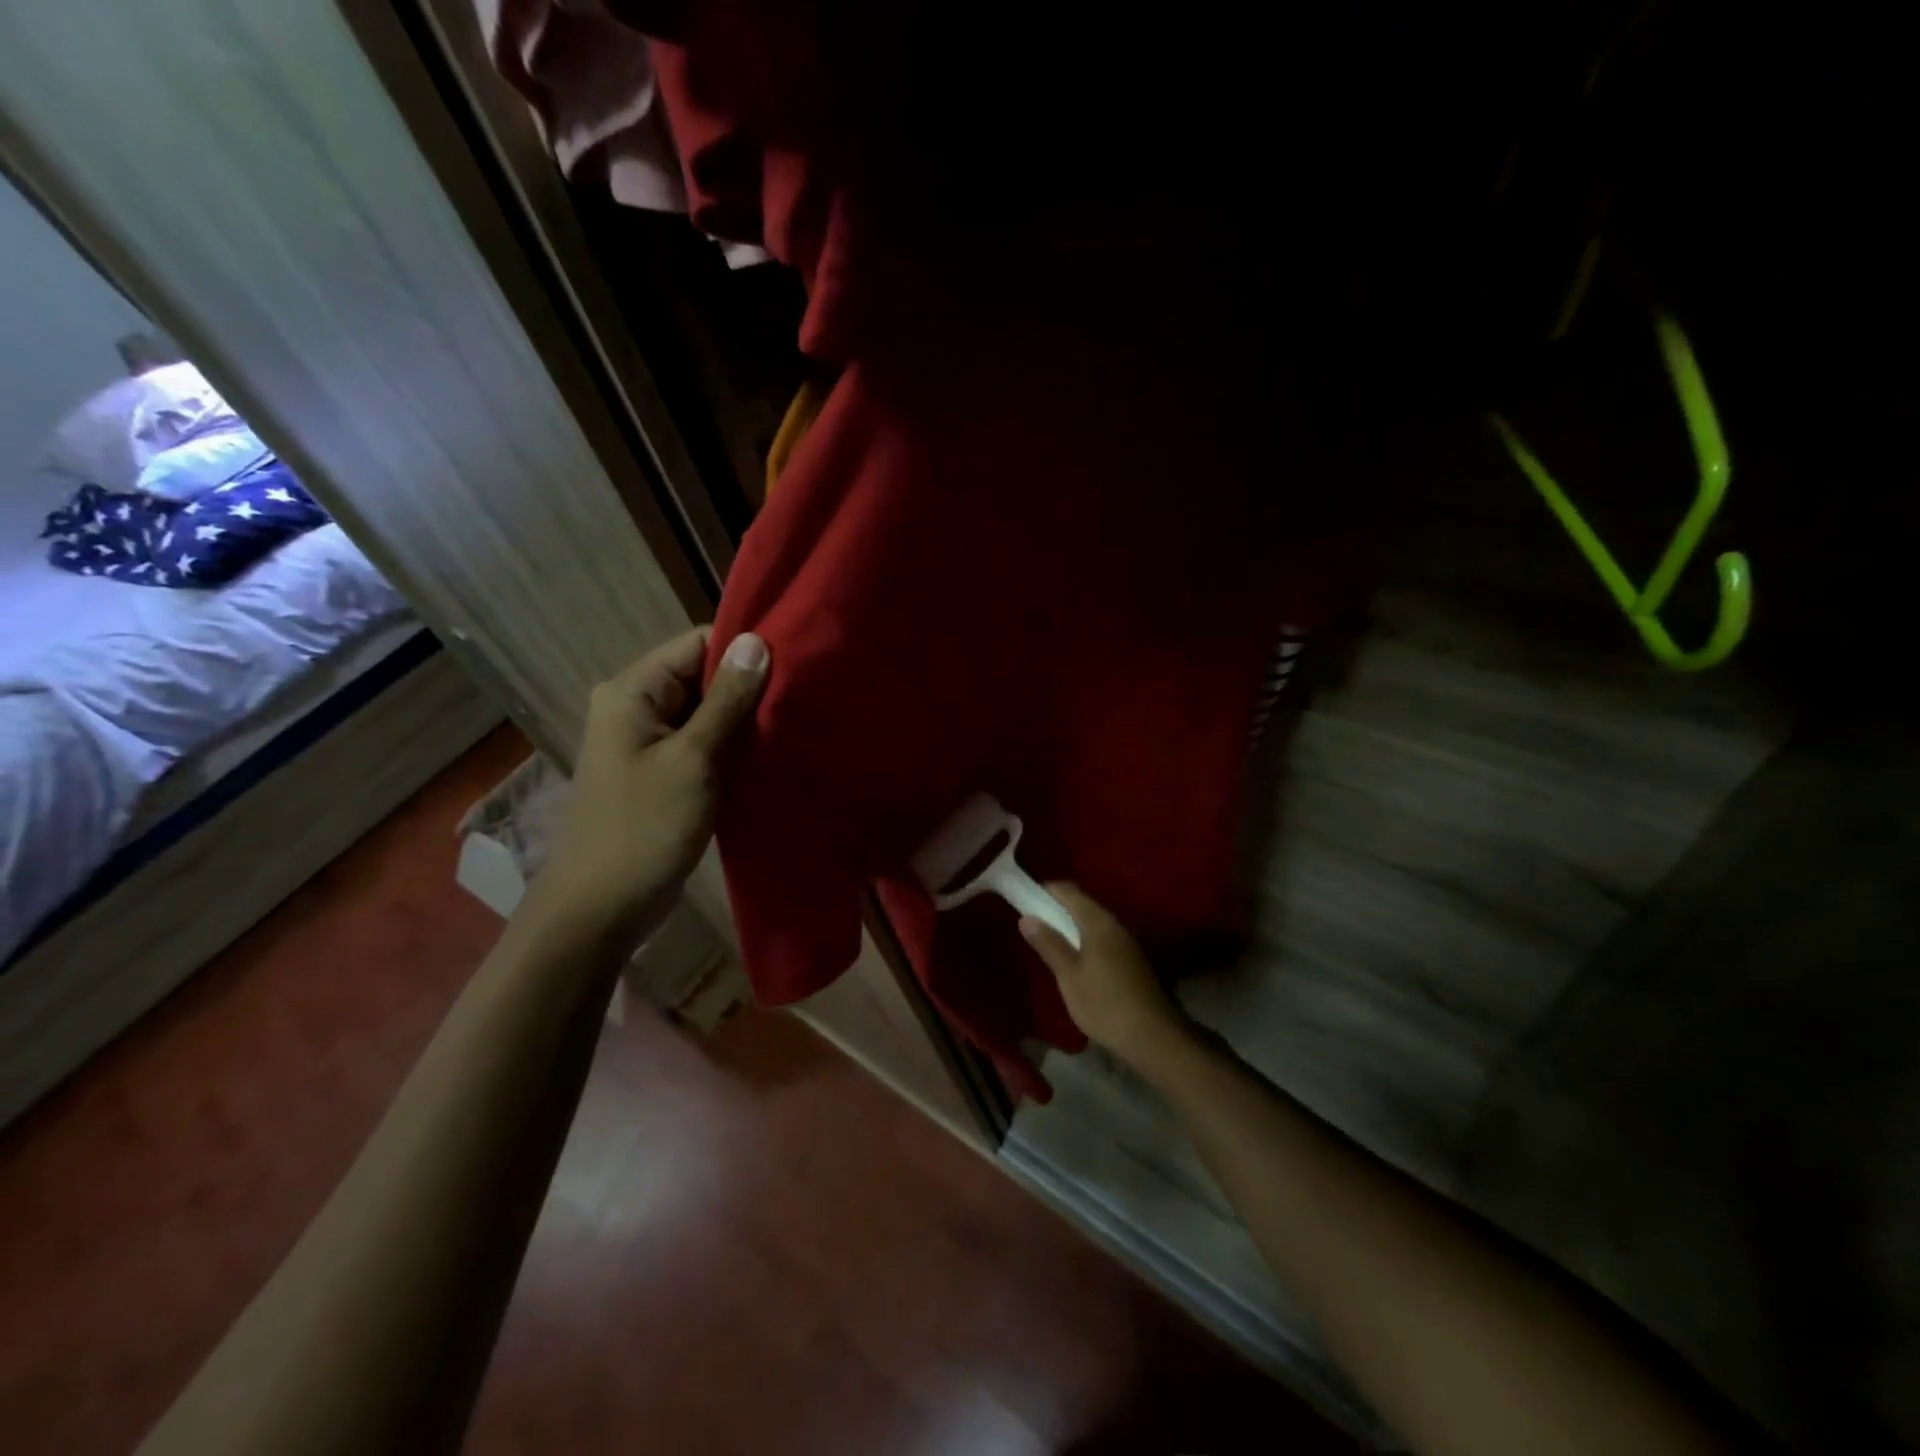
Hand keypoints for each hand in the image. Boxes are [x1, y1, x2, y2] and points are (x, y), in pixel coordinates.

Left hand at [526, 627, 768, 946]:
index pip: (696, 643)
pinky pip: (704, 744)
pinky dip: (734, 747)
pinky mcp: (663, 773)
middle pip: (704, 676)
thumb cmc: (643, 828)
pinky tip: (771, 753)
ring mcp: (649, 742)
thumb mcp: (693, 760)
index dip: (745, 649)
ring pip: (708, 713)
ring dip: (746, 720)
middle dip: (750, 687)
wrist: (601, 909)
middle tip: (803, 697)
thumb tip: (757, 640)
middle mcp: (638, 707)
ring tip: (795, 722)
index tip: (795, 662)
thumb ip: (727, 700)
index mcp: (633, 691)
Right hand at [1019, 884, 1189, 1069]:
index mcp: (1098, 921)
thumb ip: (1049, 944)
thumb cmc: (1104, 1003)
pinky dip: (1087, 939)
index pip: (1069, 891)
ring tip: (1053, 940)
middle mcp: (1116, 924)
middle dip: (1059, 908)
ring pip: (1095, 922)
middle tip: (1035, 922)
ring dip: (1073, 926)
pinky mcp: (1134, 959)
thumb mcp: (1069, 976)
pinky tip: (1078, 957)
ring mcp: (1128, 941)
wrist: (1153, 1035)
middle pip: (1084, 905)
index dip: (1047, 890)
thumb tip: (1027, 917)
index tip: (1027, 898)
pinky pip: (1104, 938)